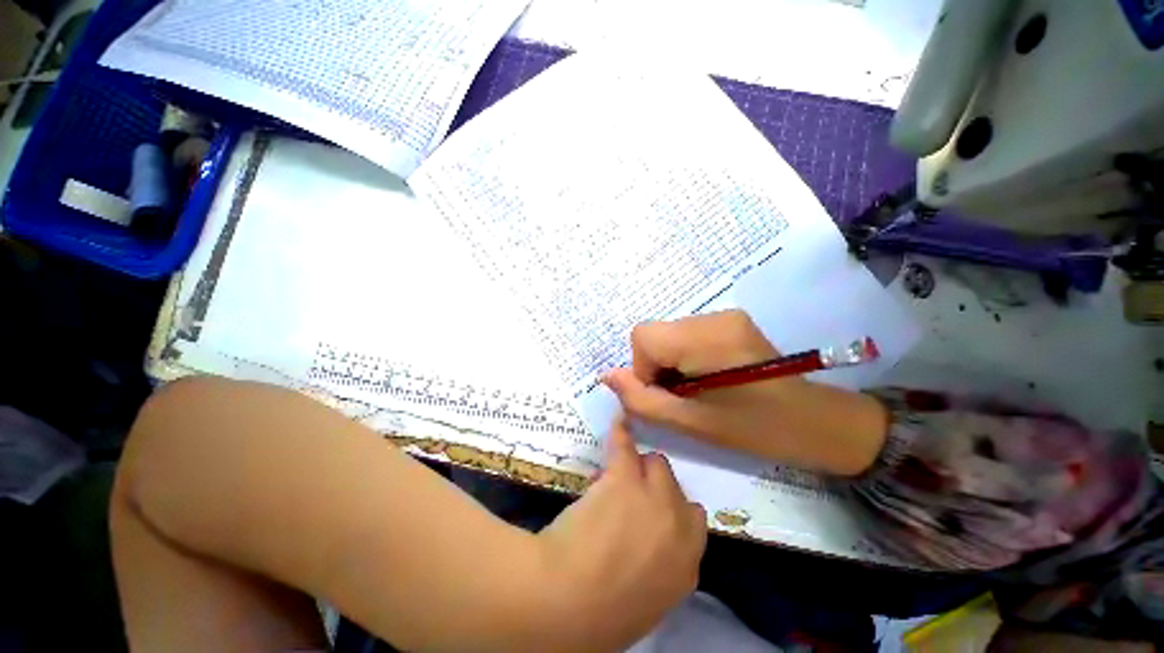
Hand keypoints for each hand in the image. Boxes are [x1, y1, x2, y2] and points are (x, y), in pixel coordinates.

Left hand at [536, 421, 706, 651]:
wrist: (565, 604)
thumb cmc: (597, 616)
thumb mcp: (641, 601)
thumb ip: (654, 570)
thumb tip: (644, 548)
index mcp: (684, 565)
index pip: (693, 521)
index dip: (671, 509)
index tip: (653, 508)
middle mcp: (677, 526)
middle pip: (675, 487)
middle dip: (656, 485)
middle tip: (628, 489)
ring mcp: (653, 497)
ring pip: (655, 463)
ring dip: (639, 465)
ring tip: (618, 466)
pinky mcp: (624, 478)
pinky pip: (626, 445)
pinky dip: (621, 433)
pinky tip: (616, 423)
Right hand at [602, 310, 887, 475]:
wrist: (814, 420)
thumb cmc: (754, 429)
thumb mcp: (690, 422)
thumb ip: (642, 399)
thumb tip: (607, 376)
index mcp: (706, 339)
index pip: (643, 336)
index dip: (644, 368)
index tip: (666, 393)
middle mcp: (714, 317)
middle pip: (654, 333)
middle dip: (656, 365)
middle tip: (681, 394)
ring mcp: (725, 315)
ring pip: (668, 333)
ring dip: (670, 360)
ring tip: (696, 386)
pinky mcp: (730, 319)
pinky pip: (686, 332)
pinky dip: (683, 353)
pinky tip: (707, 375)